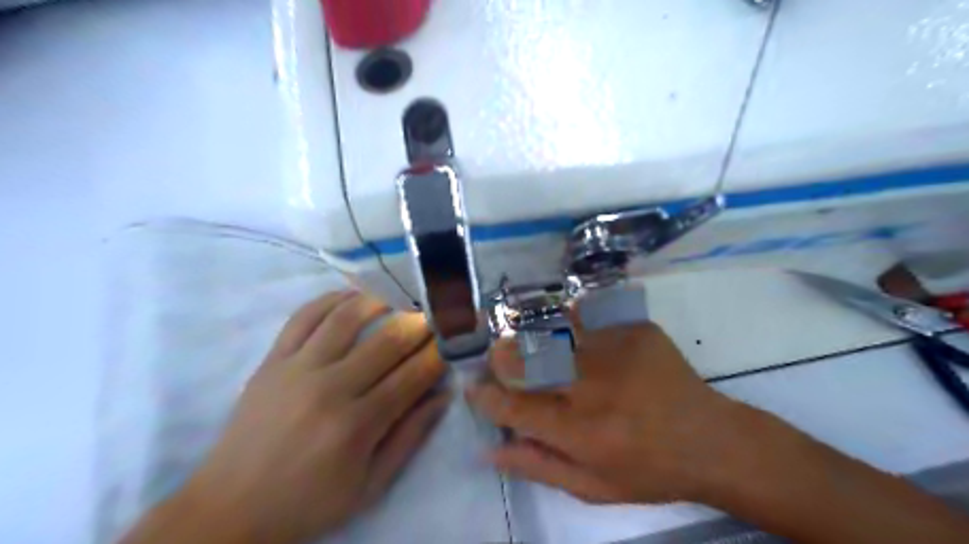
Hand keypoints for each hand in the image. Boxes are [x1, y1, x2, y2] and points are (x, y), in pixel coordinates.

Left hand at [150, 291, 450, 543]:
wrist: (230, 507)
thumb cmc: (308, 501)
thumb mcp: (370, 485)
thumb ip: (410, 438)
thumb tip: (443, 396)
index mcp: (357, 425)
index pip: (412, 375)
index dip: (438, 352)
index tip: (454, 337)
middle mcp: (329, 389)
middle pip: (386, 341)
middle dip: (419, 322)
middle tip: (436, 311)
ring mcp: (296, 369)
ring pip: (345, 319)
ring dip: (379, 301)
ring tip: (399, 295)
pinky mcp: (272, 361)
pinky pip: (302, 317)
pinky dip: (329, 300)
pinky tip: (350, 295)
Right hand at [465, 318, 742, 504]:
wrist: (710, 440)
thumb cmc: (648, 470)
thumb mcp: (591, 486)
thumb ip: (537, 466)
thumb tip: (489, 450)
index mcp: (581, 431)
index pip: (514, 406)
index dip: (486, 395)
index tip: (475, 386)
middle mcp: (593, 387)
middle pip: (527, 360)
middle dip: (502, 357)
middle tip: (499, 358)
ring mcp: (615, 351)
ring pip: (553, 332)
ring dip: (533, 337)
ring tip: (535, 345)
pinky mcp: (635, 329)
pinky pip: (588, 318)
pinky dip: (572, 323)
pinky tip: (574, 334)